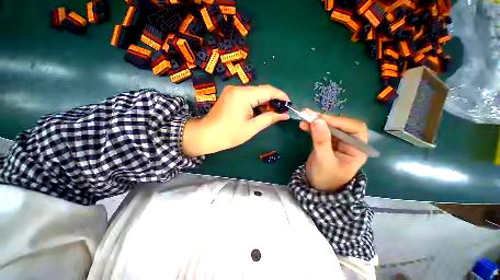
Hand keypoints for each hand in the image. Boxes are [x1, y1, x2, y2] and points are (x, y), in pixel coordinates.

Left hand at [183, 85, 289, 156]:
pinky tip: (260, 112)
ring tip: (272, 114)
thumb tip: (284, 115)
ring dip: (264, 103)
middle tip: (281, 112)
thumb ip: (269, 119)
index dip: (281, 96)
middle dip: (273, 101)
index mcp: (243, 95)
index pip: (268, 90)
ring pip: (255, 94)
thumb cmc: (229, 135)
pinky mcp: (231, 95)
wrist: (206, 135)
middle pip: (261, 91)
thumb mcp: (251, 128)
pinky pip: (248, 97)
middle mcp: (238, 89)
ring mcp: (233, 91)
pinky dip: (256, 104)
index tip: (289, 104)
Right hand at [299, 111, 367, 191]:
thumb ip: (321, 141)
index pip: (354, 128)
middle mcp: (349, 142)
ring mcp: (336, 141)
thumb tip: (317, 120)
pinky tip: (303, 125)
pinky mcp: (326, 141)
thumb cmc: (326, 177)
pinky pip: (319, 131)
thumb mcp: (324, 160)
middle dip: (324, 119)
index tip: (321, 119)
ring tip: (303, 116)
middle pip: (340, 124)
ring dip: (315, 121)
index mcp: (357, 148)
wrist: (317, 186)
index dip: (339, 121)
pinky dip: (311, 127)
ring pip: (328, 126)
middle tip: (309, 115)